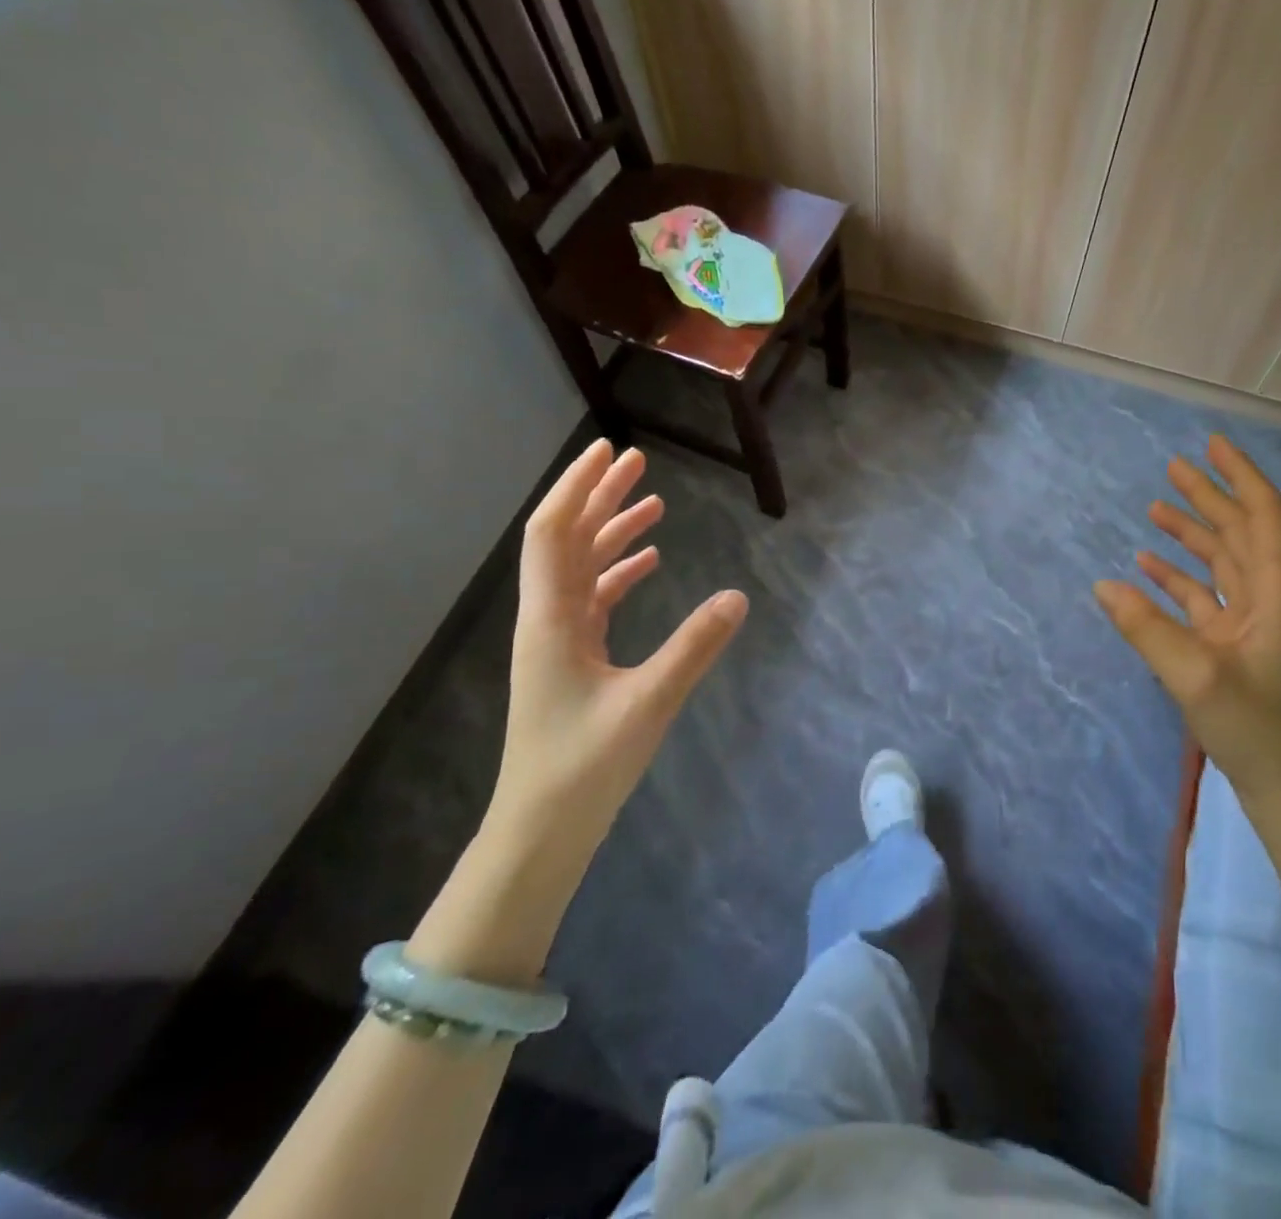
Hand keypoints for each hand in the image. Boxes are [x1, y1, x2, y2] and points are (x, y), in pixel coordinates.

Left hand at [486, 440, 747, 869]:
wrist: (542, 829)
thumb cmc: (585, 766)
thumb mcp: (649, 703)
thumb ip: (694, 647)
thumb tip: (738, 596)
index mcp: (551, 619)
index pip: (554, 533)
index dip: (578, 487)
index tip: (609, 451)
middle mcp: (547, 618)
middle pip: (568, 540)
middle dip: (600, 497)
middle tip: (638, 462)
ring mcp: (558, 639)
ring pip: (582, 568)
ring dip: (612, 532)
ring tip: (653, 504)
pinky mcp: (573, 659)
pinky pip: (594, 599)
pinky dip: (620, 572)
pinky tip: (650, 563)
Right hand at [1094, 434, 1280, 817]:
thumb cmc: (1259, 732)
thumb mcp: (1196, 677)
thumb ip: (1146, 628)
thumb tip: (1103, 584)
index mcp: (1279, 595)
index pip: (1264, 516)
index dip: (1240, 476)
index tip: (1212, 444)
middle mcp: (1272, 600)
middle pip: (1241, 533)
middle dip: (1209, 497)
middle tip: (1173, 466)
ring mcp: (1255, 626)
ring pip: (1223, 564)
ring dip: (1192, 535)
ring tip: (1155, 507)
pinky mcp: (1238, 649)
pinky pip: (1207, 599)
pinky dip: (1180, 579)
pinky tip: (1147, 569)